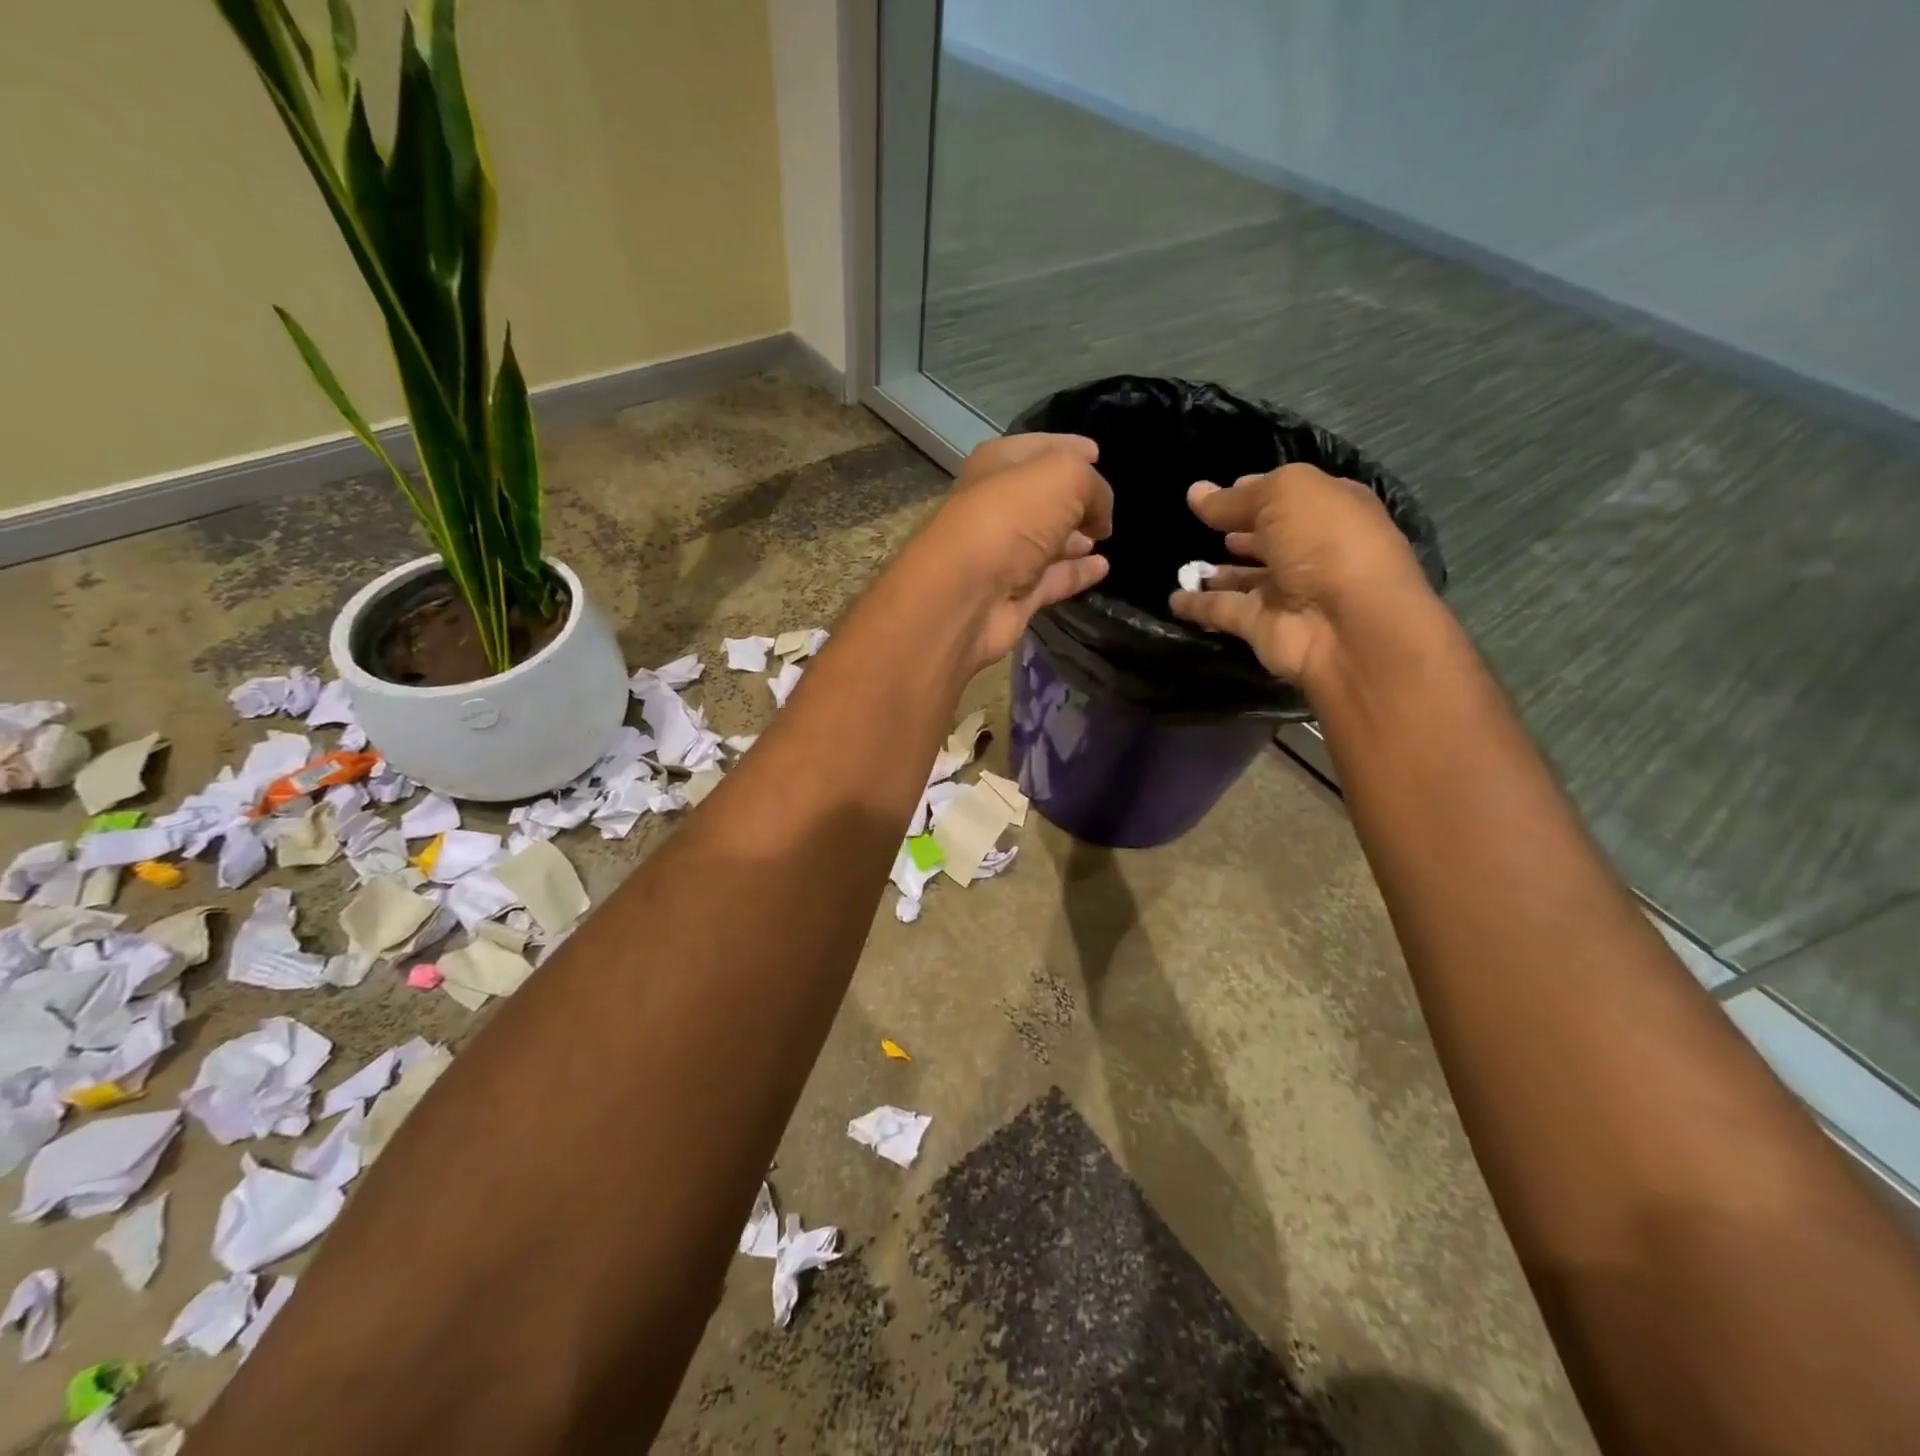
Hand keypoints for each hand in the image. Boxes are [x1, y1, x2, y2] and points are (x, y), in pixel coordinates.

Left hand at [911, 433, 1114, 667]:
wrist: (967, 594)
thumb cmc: (1011, 518)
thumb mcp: (1065, 477)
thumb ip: (1094, 487)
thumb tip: (1101, 516)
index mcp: (998, 465)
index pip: (1039, 448)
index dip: (1070, 448)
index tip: (1098, 453)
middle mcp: (997, 507)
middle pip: (1042, 497)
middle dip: (1074, 499)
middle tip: (1106, 505)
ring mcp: (1004, 554)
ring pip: (1047, 540)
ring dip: (1075, 538)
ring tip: (1107, 536)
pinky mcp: (1014, 594)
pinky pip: (1053, 578)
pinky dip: (1076, 572)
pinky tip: (1103, 568)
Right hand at [1168, 463, 1432, 685]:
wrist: (1346, 624)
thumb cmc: (1326, 542)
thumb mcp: (1284, 496)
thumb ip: (1237, 498)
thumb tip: (1197, 493)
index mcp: (1328, 510)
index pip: (1286, 496)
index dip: (1253, 492)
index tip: (1214, 493)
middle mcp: (1310, 550)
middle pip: (1267, 538)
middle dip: (1238, 532)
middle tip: (1198, 527)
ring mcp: (1286, 592)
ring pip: (1244, 578)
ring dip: (1217, 572)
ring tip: (1181, 564)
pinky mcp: (1262, 626)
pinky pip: (1222, 611)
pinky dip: (1198, 606)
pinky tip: (1173, 598)